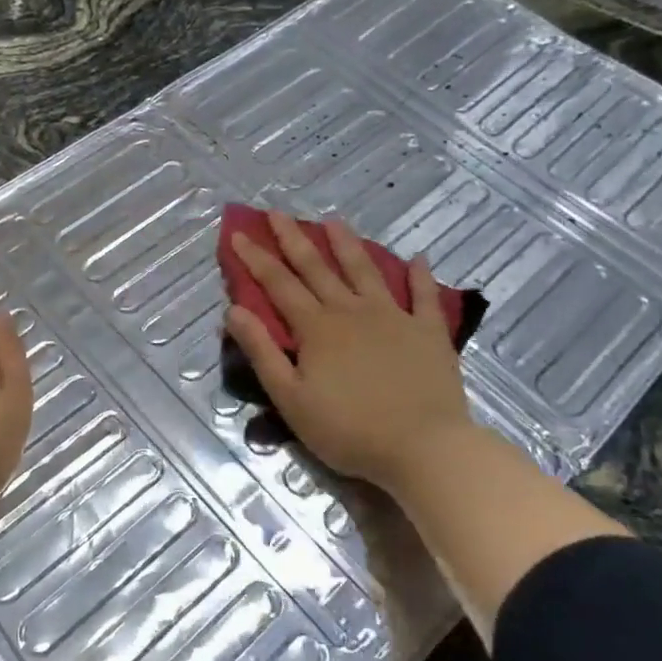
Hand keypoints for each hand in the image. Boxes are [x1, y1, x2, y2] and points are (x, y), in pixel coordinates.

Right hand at [226, 210, 475, 490]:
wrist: (424, 448)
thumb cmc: (349, 429)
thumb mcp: (290, 398)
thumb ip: (262, 351)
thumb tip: (233, 310)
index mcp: (316, 327)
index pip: (278, 284)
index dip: (256, 258)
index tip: (239, 233)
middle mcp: (351, 311)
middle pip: (317, 267)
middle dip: (293, 238)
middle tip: (277, 213)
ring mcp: (394, 317)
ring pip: (365, 271)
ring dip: (347, 244)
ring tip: (334, 221)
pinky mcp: (428, 332)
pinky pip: (424, 297)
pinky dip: (421, 276)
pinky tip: (419, 258)